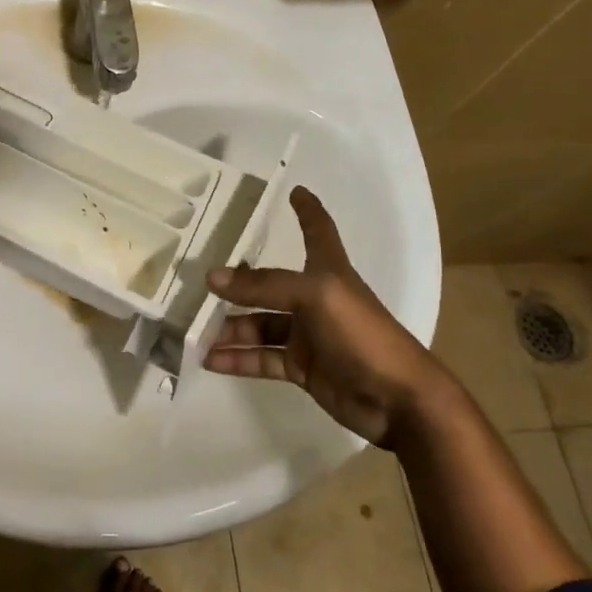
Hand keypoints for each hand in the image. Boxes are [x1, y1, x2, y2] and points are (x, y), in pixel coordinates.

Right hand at [202, 186, 453, 446]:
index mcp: (328, 272)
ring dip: (229, 328)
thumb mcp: (314, 297)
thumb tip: (211, 278)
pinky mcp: (303, 369)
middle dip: (237, 284)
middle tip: (197, 283)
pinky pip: (262, 359)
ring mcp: (308, 336)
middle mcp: (315, 299)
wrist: (398, 400)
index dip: (307, 210)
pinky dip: (237, 359)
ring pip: (259, 325)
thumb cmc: (362, 334)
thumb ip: (263, 286)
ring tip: (193, 331)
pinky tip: (208, 359)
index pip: (317, 231)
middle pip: (269, 285)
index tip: (295, 191)